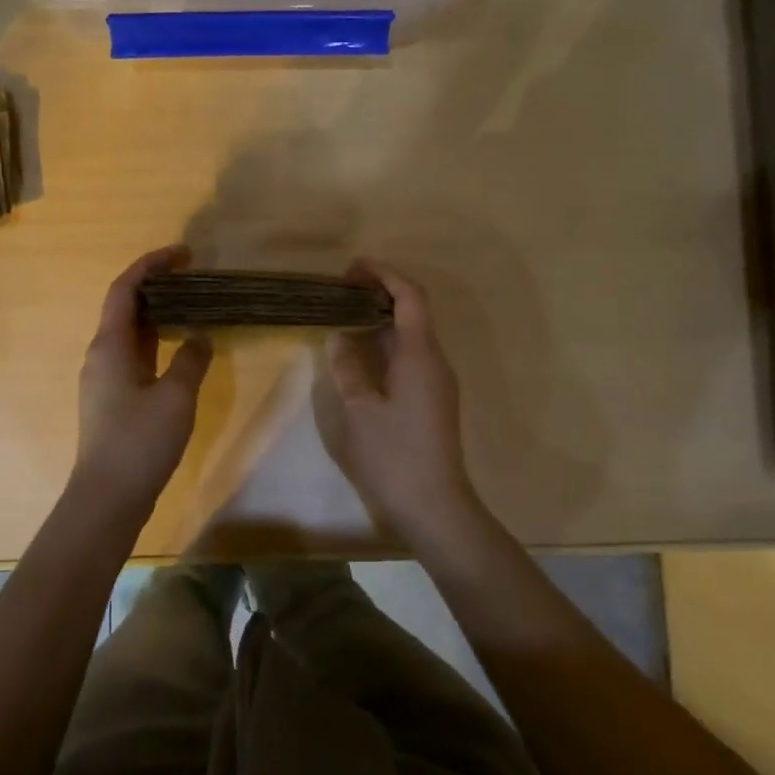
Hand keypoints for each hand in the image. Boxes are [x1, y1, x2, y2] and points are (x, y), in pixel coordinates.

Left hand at [69, 246, 212, 513]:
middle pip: (125, 307)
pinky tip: (179, 349)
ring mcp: (104, 379)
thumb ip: (190, 360)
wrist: (108, 498)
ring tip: (191, 306)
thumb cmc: (139, 441)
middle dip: (156, 286)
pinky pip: (134, 356)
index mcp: (109, 345)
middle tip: (192, 277)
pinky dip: (156, 342)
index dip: (150, 265)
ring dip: (157, 315)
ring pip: (130, 333)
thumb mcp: (176, 397)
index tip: (182, 254)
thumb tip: (199, 337)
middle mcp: (100, 355)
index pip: (125, 289)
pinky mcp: (113, 400)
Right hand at [325, 260, 483, 538]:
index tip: (351, 268)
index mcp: (420, 355)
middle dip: (379, 293)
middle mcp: (434, 361)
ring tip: (343, 315)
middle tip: (339, 291)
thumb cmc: (394, 455)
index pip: (409, 296)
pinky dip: (385, 344)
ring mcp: (436, 381)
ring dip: (380, 319)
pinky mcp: (431, 399)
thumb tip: (338, 336)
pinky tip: (360, 354)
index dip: (383, 274)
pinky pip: (409, 356)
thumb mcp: (360, 409)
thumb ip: (348, 367)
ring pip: (410, 335)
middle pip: (412, 311)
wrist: (434, 506)